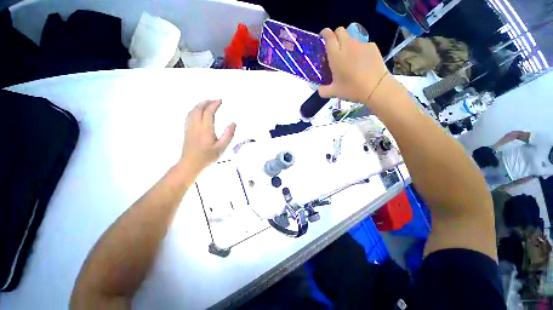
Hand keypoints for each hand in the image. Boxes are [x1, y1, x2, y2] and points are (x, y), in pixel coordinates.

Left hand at [180, 100, 235, 174]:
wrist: (190, 163)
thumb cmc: (207, 156)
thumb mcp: (222, 147)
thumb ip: (228, 135)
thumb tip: (233, 123)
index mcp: (206, 129)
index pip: (209, 112)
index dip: (214, 104)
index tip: (220, 101)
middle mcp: (196, 125)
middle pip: (199, 108)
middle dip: (207, 102)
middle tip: (215, 100)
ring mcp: (189, 127)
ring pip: (193, 111)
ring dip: (200, 105)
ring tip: (207, 103)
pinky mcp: (186, 130)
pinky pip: (189, 115)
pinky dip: (195, 110)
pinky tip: (198, 111)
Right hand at [318, 27, 395, 105]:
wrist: (376, 88)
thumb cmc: (352, 89)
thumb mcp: (334, 92)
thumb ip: (323, 90)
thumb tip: (319, 88)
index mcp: (336, 56)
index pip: (328, 36)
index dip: (324, 33)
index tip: (322, 37)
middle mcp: (348, 46)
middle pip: (340, 31)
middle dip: (335, 36)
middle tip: (335, 48)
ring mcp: (361, 44)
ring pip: (351, 38)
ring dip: (347, 44)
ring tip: (349, 59)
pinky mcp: (372, 46)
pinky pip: (362, 45)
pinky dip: (359, 50)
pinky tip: (361, 62)